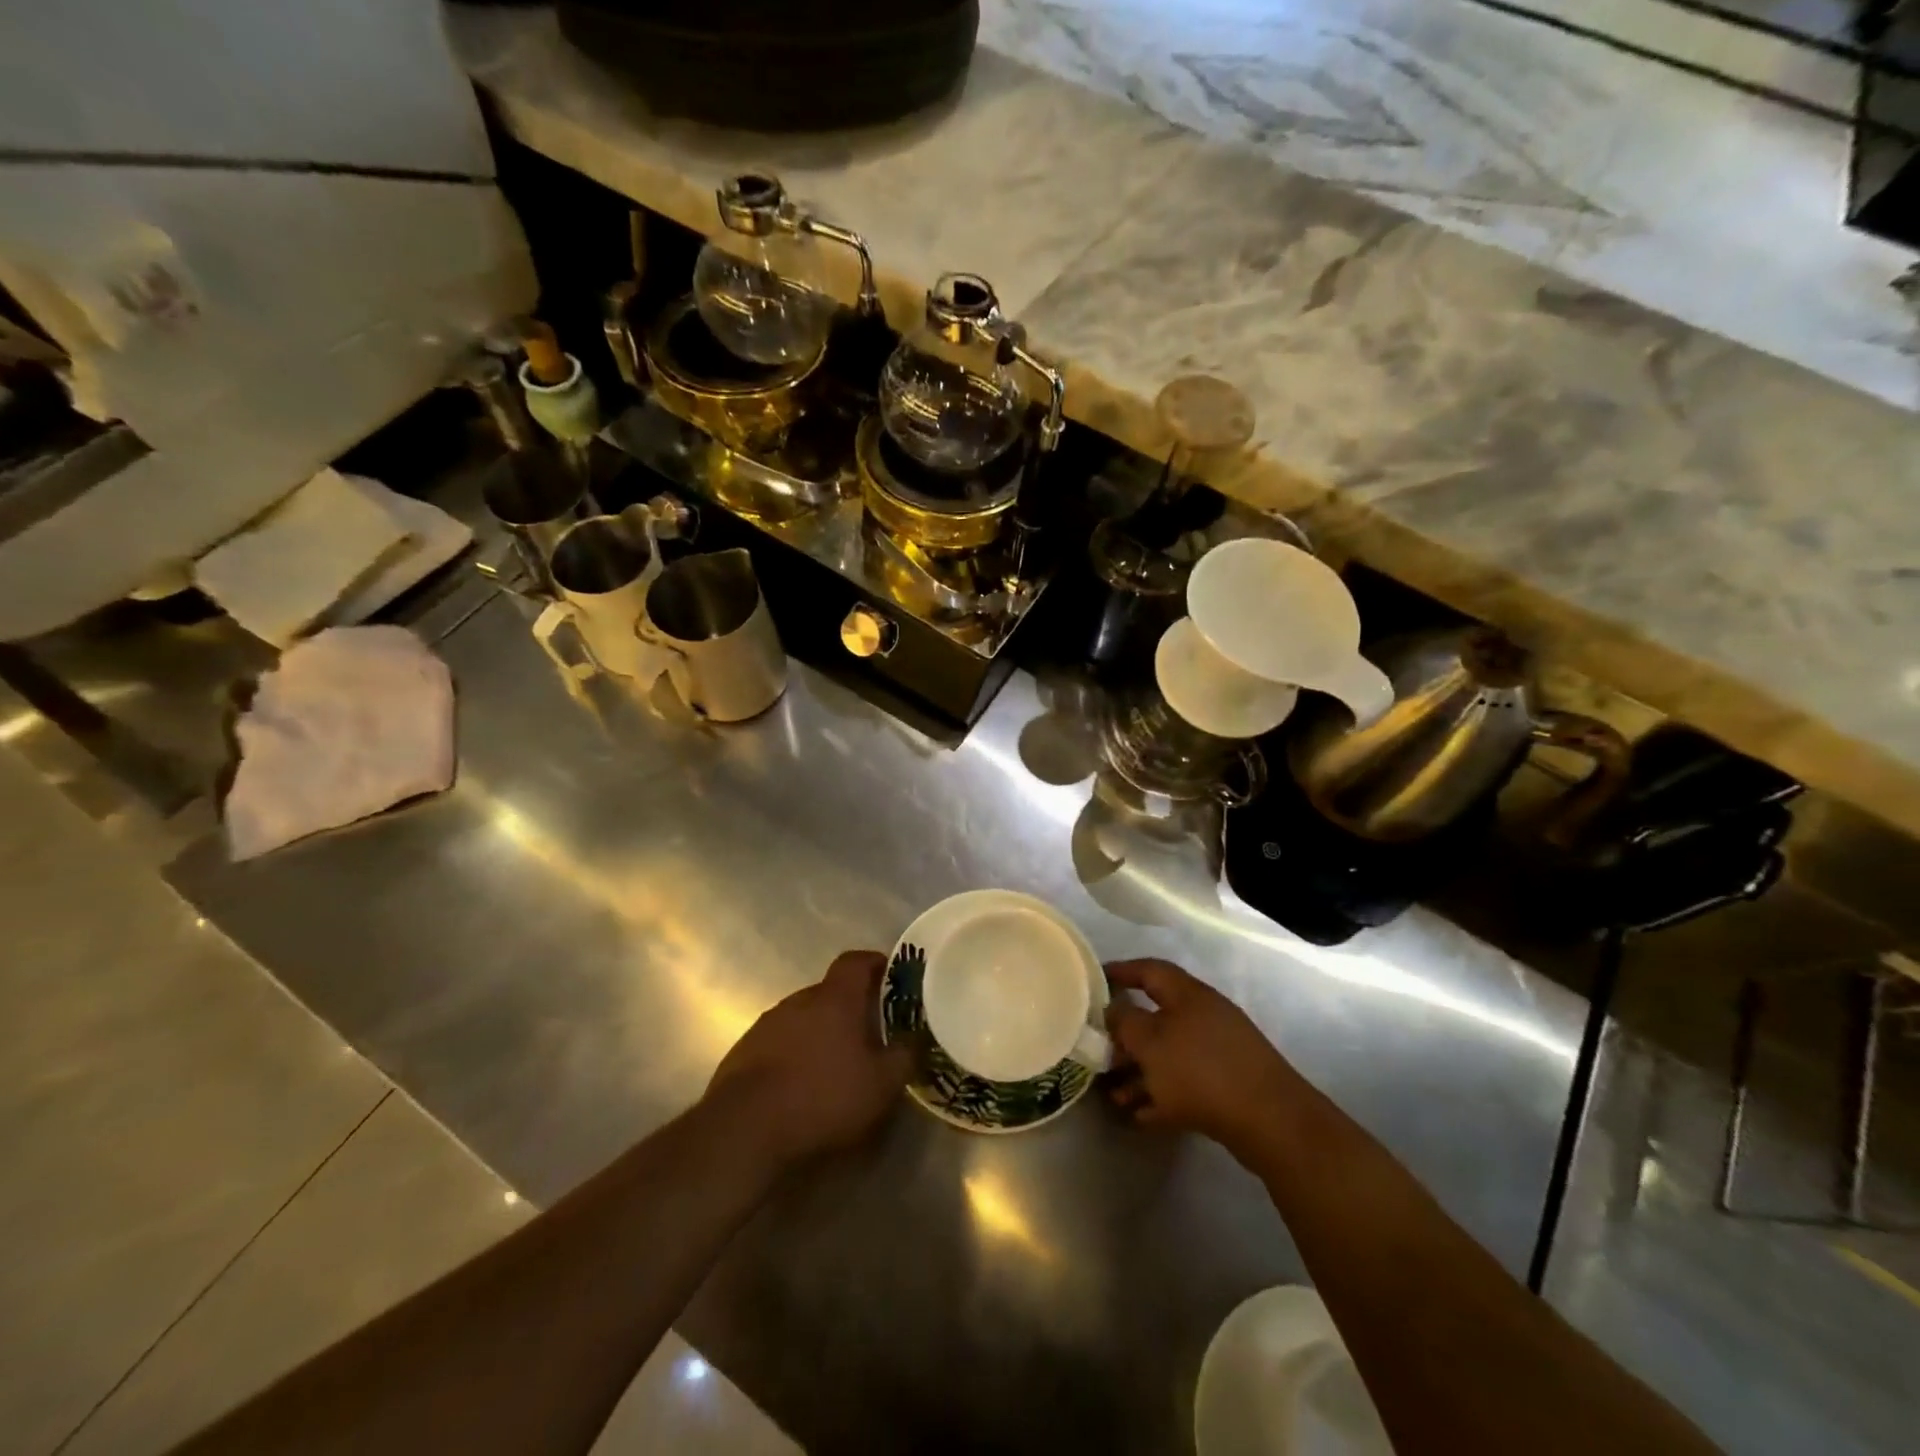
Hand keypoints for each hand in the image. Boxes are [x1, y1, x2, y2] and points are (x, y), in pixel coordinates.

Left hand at [707, 950, 912, 1169]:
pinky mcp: (743, 1052)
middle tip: (867, 1033)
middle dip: (848, 1008)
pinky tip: (798, 1086)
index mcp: (835, 998)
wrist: (745, 1129)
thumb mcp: (881, 1085)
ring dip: (818, 1033)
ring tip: (833, 1064)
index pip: (855, 961)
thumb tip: (915, 1039)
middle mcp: (799, 1000)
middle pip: (828, 992)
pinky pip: (777, 1043)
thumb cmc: (823, 1097)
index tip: (890, 976)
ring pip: (802, 1018)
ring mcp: (767, 1024)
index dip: (874, 964)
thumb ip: (904, 1057)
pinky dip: (792, 1055)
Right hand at [1105, 958, 1299, 1160]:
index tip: (1093, 979)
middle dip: (1125, 1036)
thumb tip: (1112, 1009)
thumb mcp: (1150, 1042)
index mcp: (1187, 995)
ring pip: (1168, 1055)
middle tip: (1097, 1050)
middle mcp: (1203, 1016)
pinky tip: (1140, 1116)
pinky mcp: (1227, 1085)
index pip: (1149, 970)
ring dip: (1139, 1073)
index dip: (1121, 971)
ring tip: (1113, 1097)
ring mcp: (1218, 1051)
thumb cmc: (1200, 1070)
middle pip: (1156, 1017)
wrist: (1270, 1122)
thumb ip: (1124, 1021)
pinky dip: (1161, 1095)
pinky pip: (1184, 1083)